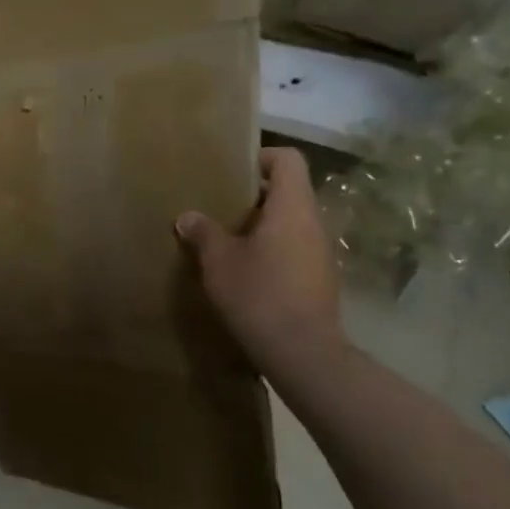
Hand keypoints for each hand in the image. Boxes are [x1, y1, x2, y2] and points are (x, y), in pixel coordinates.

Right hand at [176, 148, 340, 364]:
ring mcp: (321, 252)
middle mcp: (314, 222)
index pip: (288, 160)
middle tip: (219, 211)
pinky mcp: (320, 278)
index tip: (232, 173)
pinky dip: (272, 251)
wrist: (301, 350)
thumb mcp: (219, 261)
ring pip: (290, 223)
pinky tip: (246, 274)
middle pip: (288, 192)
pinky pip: (294, 249)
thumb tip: (188, 216)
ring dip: (261, 227)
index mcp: (292, 207)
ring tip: (228, 244)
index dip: (261, 158)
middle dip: (253, 198)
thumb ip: (203, 233)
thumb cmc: (258, 294)